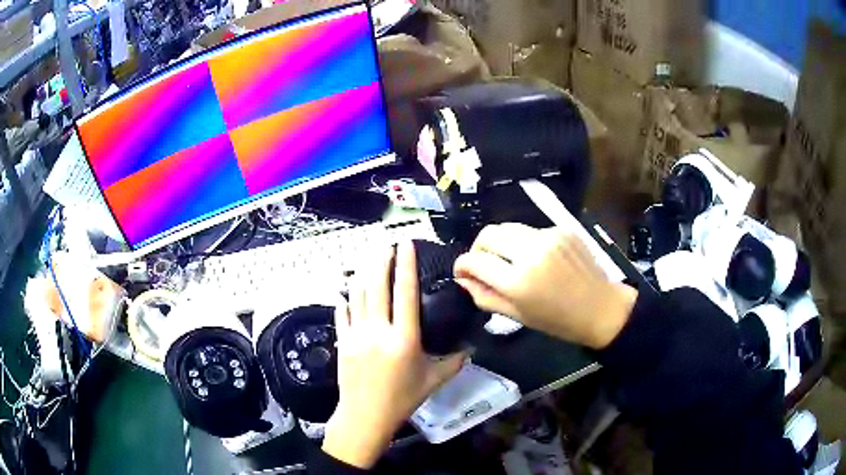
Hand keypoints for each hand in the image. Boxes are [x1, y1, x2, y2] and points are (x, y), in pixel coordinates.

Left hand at [323, 242, 466, 468]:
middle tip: (385, 245)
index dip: (405, 265)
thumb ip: (454, 363)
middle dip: (380, 261)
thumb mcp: (432, 381)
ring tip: (368, 260)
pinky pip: (341, 314)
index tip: (405, 245)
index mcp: (404, 338)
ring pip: (357, 295)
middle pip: (376, 286)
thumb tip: (471, 349)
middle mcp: (378, 330)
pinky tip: (344, 291)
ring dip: (362, 274)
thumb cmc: (402, 400)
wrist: (365, 416)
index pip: (405, 293)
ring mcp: (356, 334)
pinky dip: (344, 300)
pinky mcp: (343, 342)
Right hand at [453, 224, 636, 348]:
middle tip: (482, 263)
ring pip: (508, 227)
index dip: (462, 265)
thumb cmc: (558, 320)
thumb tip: (463, 280)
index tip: (462, 271)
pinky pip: (530, 230)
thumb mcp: (517, 316)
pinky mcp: (561, 228)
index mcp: (517, 281)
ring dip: (501, 242)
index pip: (475, 260)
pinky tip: (535, 257)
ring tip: (508, 259)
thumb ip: (485, 296)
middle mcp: (530, 251)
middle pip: (488, 233)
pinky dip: (524, 242)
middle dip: (478, 248)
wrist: (600, 307)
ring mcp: (548, 236)